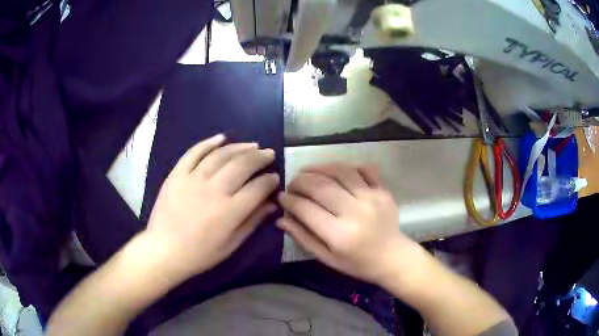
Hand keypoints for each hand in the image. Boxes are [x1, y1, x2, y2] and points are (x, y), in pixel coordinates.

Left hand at [144, 134, 278, 281]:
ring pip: (221, 155)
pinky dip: (208, 143)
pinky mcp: (177, 174)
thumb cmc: (200, 253)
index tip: (275, 177)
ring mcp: (193, 179)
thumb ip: (253, 222)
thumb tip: (272, 204)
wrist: (164, 250)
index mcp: (230, 211)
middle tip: (269, 154)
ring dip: (239, 147)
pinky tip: (221, 138)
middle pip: (242, 165)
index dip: (270, 180)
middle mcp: (214, 190)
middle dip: (260, 157)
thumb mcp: (231, 245)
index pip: (258, 188)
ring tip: (252, 145)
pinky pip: (194, 153)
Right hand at [277, 163, 416, 283]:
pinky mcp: (382, 190)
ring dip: (319, 168)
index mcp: (339, 234)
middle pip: (320, 186)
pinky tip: (335, 171)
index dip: (289, 201)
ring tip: (307, 171)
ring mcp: (371, 197)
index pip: (305, 208)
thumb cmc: (357, 263)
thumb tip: (281, 219)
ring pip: (340, 171)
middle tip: (292, 184)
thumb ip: (303, 238)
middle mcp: (355, 211)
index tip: (281, 198)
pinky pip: (363, 168)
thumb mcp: (327, 258)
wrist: (393, 257)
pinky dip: (346, 166)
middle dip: (299, 181)